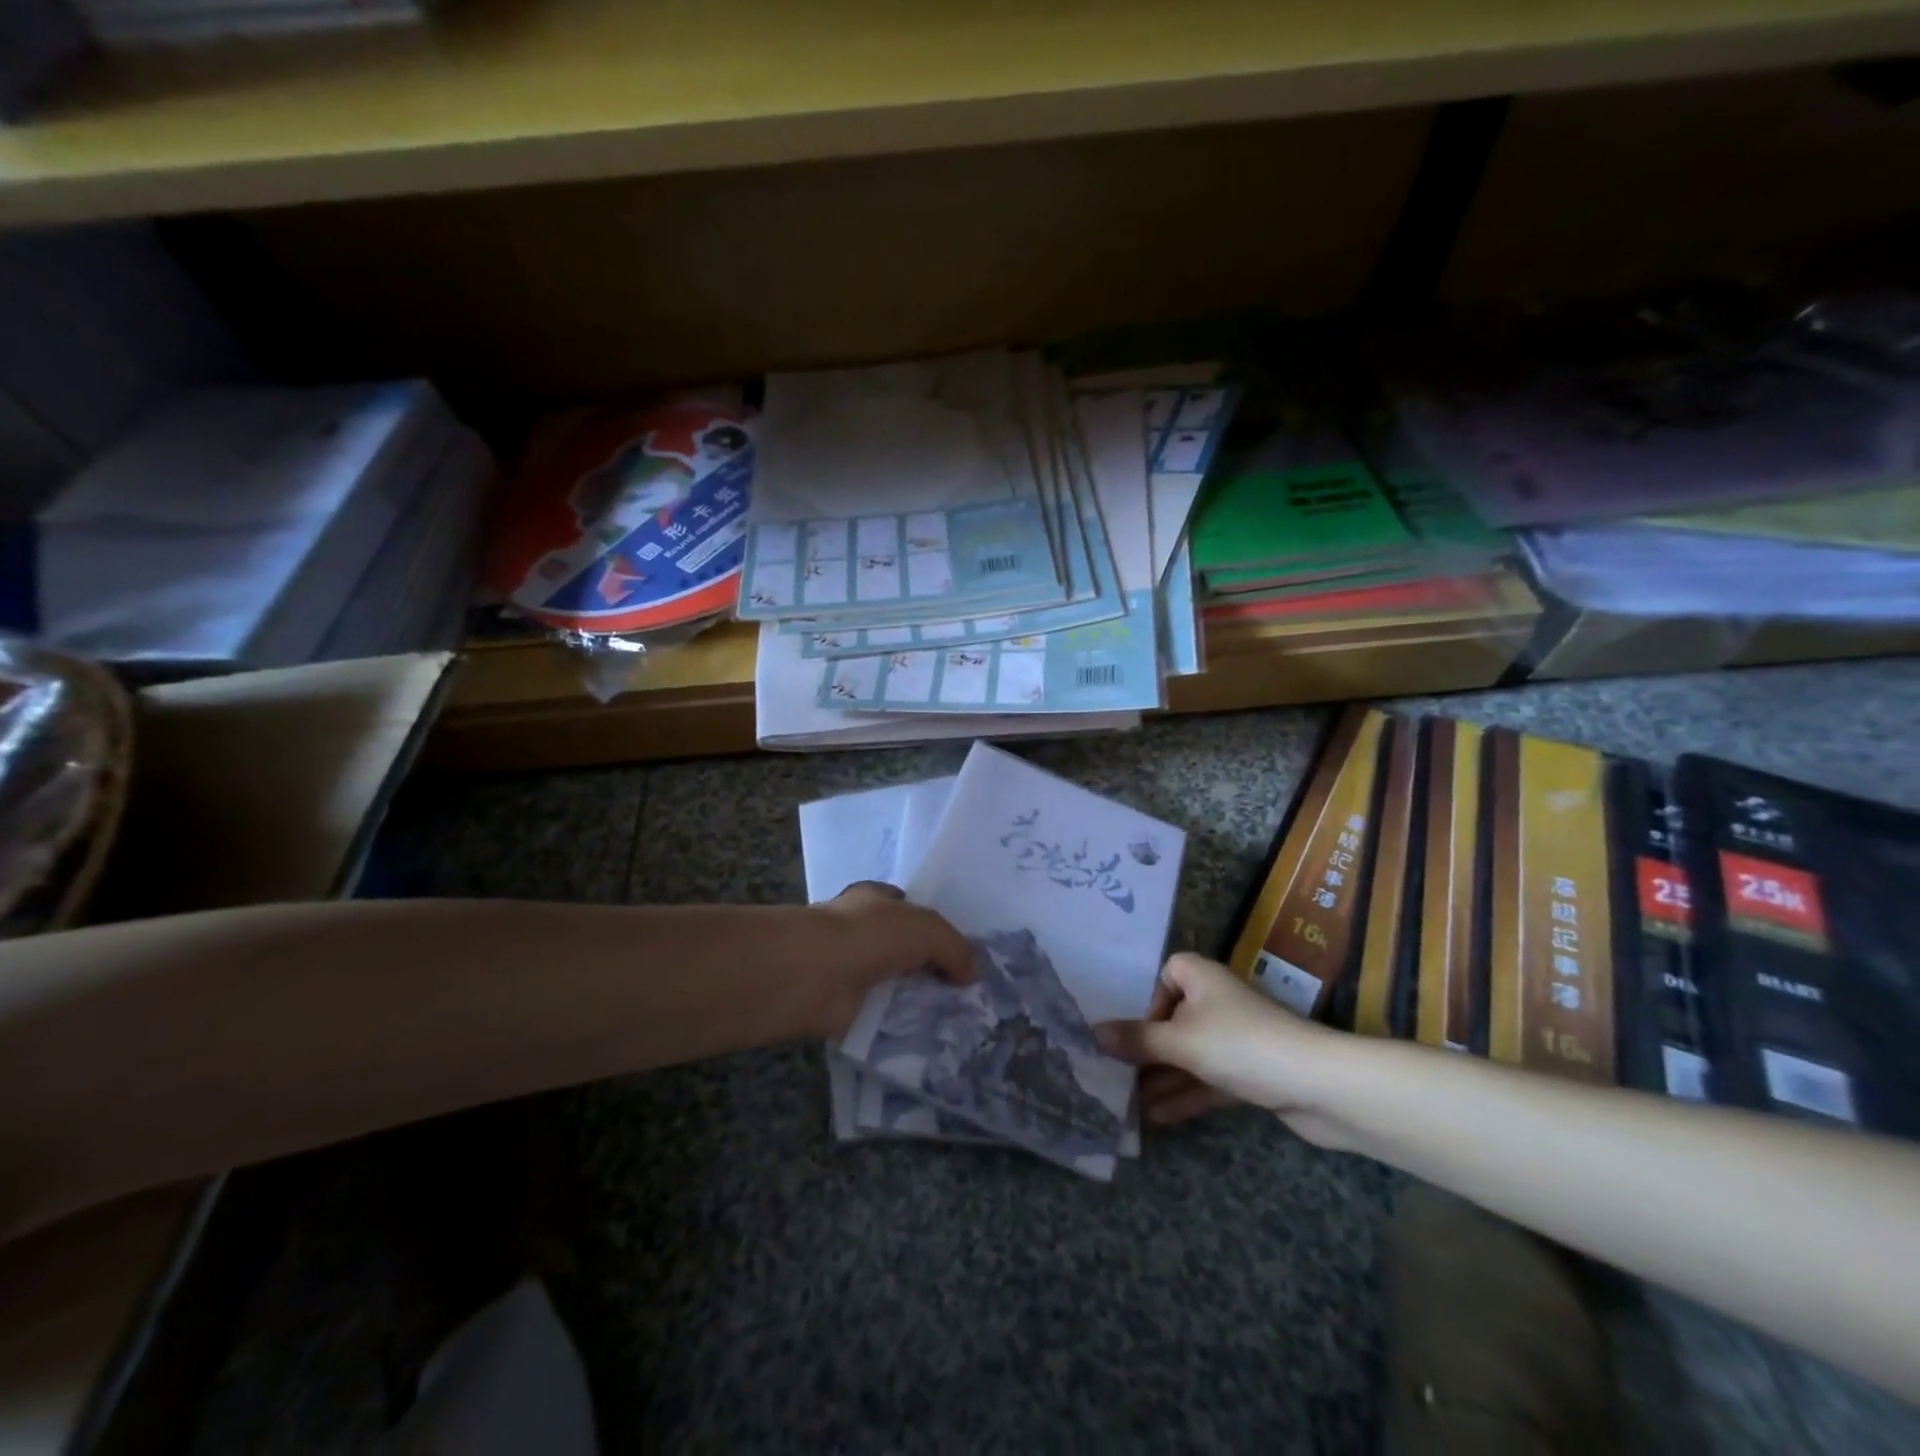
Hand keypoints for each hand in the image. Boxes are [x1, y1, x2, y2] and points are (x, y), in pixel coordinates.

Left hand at [806, 882, 974, 1037]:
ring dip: (916, 1001)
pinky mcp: (844, 1007)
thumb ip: (955, 947)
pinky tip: (929, 1042)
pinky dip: (899, 1029)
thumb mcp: (926, 928)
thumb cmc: (868, 934)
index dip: (932, 926)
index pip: (907, 908)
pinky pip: (881, 1018)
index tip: (960, 953)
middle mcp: (862, 931)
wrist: (813, 975)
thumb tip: (973, 973)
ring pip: (894, 984)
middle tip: (968, 994)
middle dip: (929, 967)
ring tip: (958, 1023)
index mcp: (876, 900)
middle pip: (903, 948)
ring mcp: (851, 969)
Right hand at [1096, 953, 1348, 1144]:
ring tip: (1124, 1102)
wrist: (1320, 1086)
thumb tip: (1093, 1032)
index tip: (1131, 1027)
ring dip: (1161, 1077)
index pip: (1167, 974)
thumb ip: (1137, 1039)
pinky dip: (1184, 1095)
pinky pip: (1206, 1080)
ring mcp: (1234, 1041)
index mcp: (1202, 978)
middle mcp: (1217, 1003)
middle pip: (1172, 1020)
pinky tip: (1154, 1118)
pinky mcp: (1249, 1075)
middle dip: (1145, 1047)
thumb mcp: (1181, 1041)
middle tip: (1112, 1071)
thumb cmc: (1242, 1046)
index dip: (1147, 997)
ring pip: (1188, 1055)